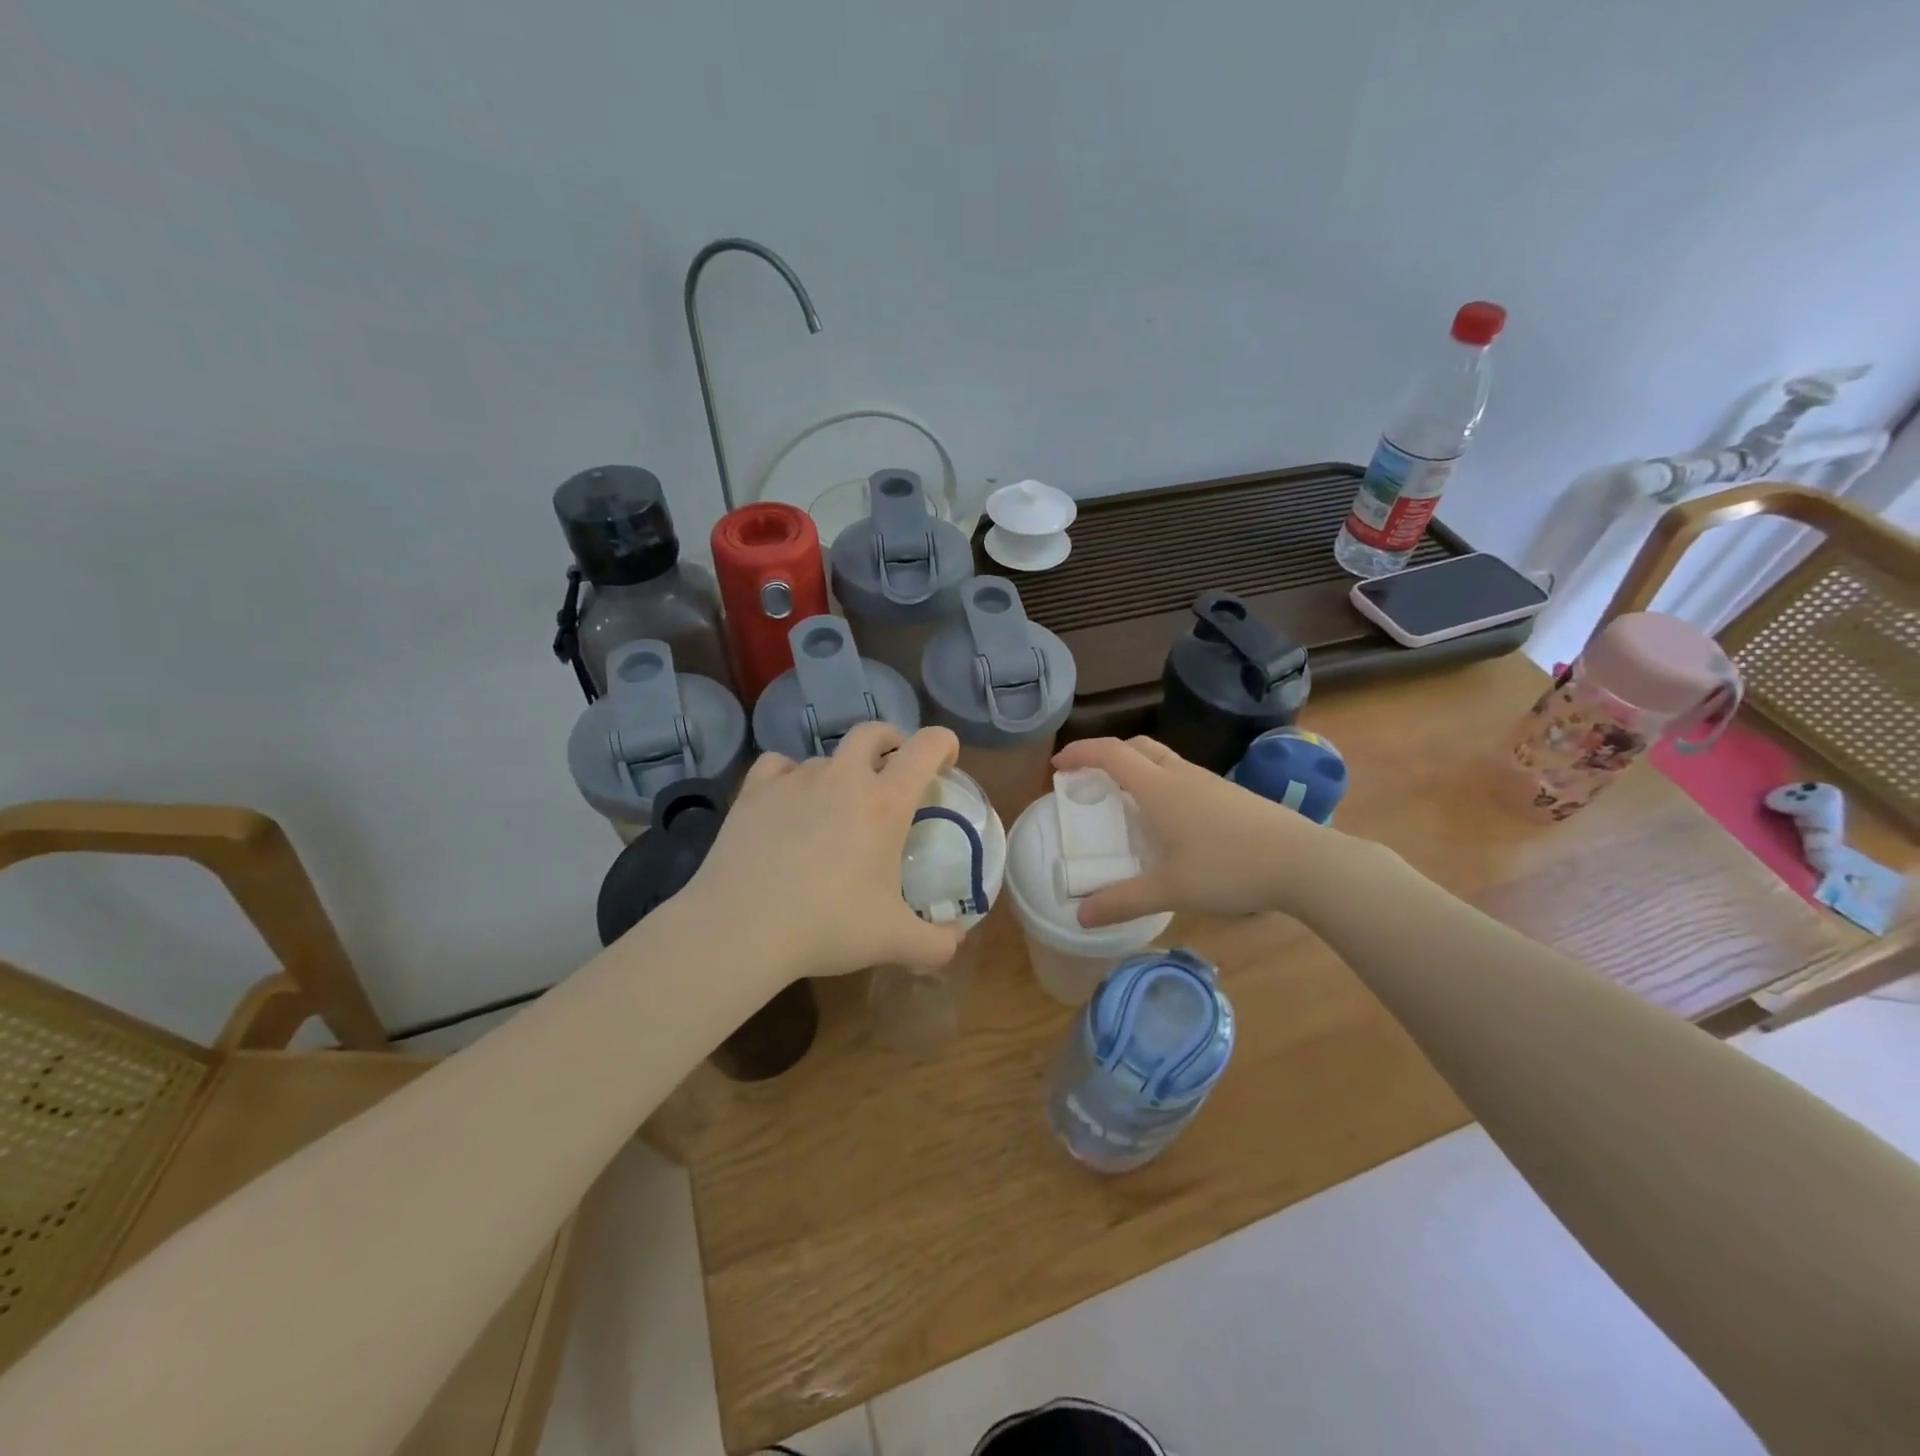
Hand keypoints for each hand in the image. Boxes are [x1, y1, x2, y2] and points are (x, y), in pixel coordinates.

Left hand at [685, 723, 966, 980]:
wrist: (742, 928)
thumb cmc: (828, 926)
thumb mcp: (894, 941)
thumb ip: (937, 944)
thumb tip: (956, 940)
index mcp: (885, 802)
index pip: (928, 747)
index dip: (945, 744)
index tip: (947, 762)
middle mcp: (843, 777)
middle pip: (873, 732)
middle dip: (891, 741)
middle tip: (893, 769)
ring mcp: (795, 779)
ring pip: (826, 756)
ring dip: (840, 772)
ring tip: (834, 808)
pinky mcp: (754, 790)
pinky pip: (779, 765)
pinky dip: (790, 776)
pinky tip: (787, 802)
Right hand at [1050, 735, 1342, 925]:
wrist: (1304, 862)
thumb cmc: (1231, 868)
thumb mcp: (1171, 889)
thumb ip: (1123, 901)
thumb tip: (1080, 916)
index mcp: (1159, 788)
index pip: (1110, 754)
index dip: (1080, 753)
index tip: (1058, 766)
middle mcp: (1181, 775)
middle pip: (1136, 747)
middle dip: (1106, 755)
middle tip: (1088, 780)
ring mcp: (1209, 782)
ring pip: (1162, 760)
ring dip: (1135, 768)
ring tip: (1123, 800)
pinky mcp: (1229, 794)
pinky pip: (1182, 775)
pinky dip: (1159, 782)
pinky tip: (1167, 819)